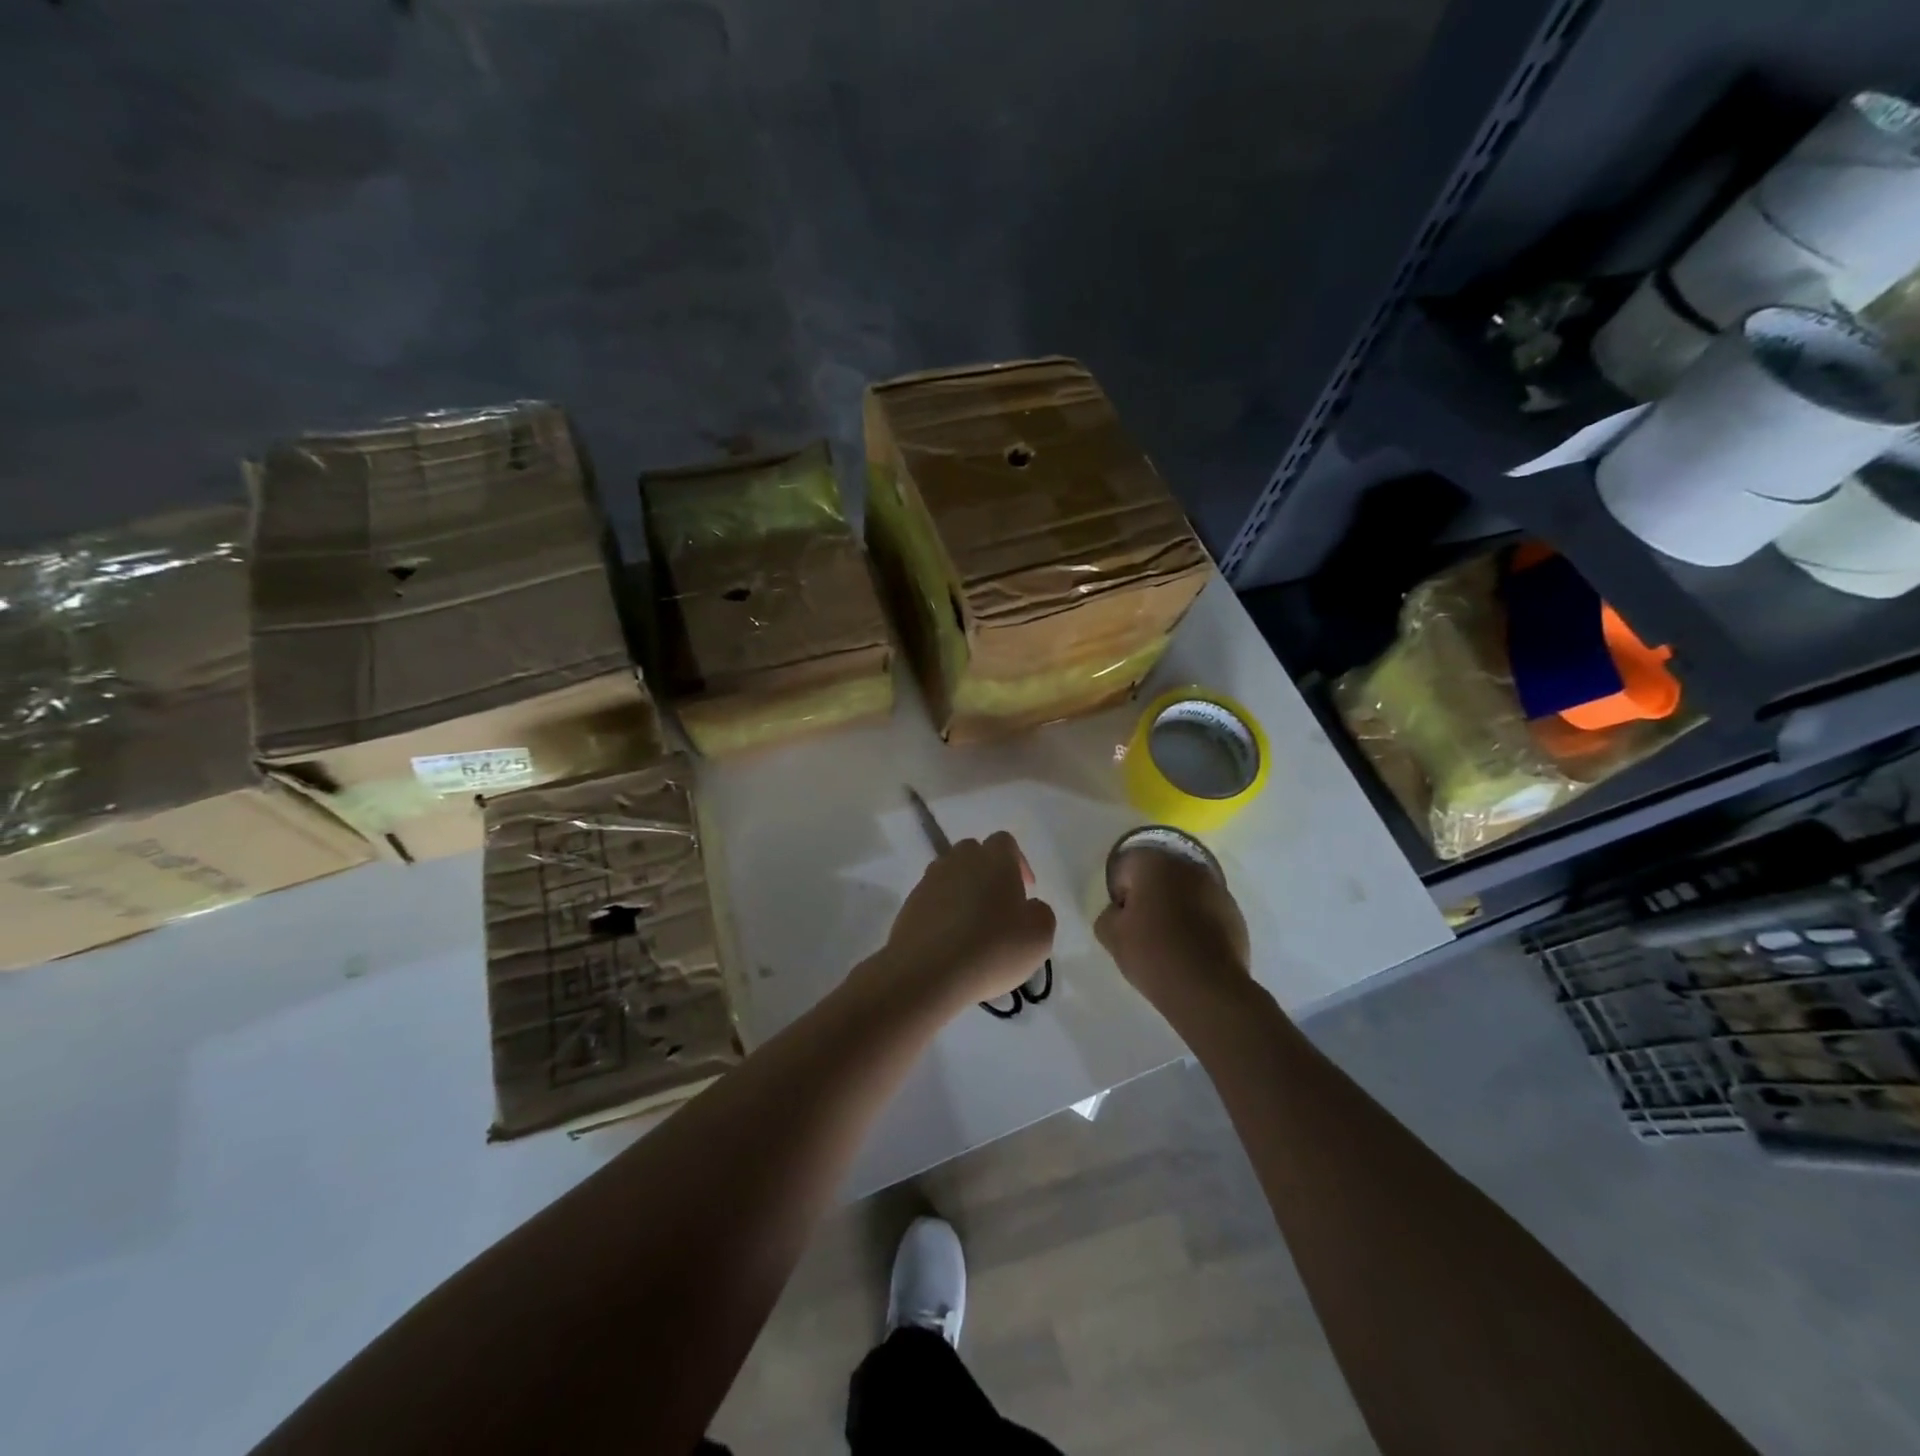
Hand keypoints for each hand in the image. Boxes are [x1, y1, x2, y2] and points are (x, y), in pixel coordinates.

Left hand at [880, 832, 1056, 1012]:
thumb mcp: (1039, 937)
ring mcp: (930, 879)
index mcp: (994, 859)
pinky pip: (932, 898)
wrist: (927, 972)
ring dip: (964, 891)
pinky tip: (950, 940)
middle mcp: (959, 860)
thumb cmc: (992, 949)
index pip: (1005, 842)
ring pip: (951, 874)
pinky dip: (943, 911)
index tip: (1025, 892)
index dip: (1018, 863)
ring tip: (973, 926)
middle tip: (999, 906)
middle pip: (974, 853)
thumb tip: (1029, 907)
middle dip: (988, 873)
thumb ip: (1041, 913)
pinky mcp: (910, 903)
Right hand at [1095, 848, 1250, 1013]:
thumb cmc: (1153, 953)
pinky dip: (1198, 924)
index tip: (1123, 920)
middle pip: (1158, 876)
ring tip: (1169, 943)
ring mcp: (1217, 889)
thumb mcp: (1111, 936)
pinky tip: (1192, 951)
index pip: (1126, 867)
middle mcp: (1188, 867)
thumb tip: (1120, 912)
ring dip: (1175, 908)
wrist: (1208, 989)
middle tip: (1142, 930)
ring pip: (1185, 893)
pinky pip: (1206, 912)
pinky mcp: (1235, 915)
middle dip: (1149, 897)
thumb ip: (1107, 915)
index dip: (1120, 894)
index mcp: (1154, 863)